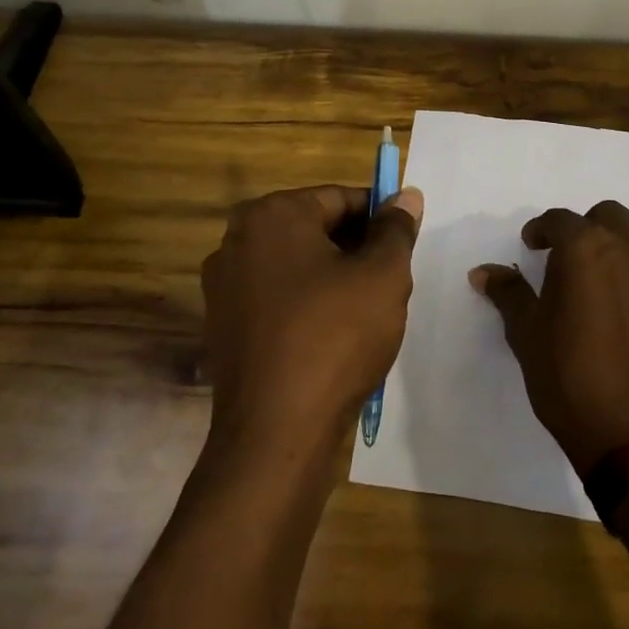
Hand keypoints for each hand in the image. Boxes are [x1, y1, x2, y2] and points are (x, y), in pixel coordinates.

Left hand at [200, 184, 421, 461]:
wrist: (276, 432)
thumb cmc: (335, 337)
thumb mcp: (383, 276)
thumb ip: (396, 229)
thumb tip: (406, 195)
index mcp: (271, 215)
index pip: (339, 198)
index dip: (379, 217)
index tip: (404, 244)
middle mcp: (237, 240)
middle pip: (314, 229)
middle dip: (355, 249)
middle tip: (389, 281)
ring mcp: (223, 285)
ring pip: (296, 265)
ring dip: (333, 278)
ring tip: (366, 312)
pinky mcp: (223, 325)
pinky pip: (276, 298)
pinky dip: (307, 305)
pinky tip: (333, 336)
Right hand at [470, 200, 628, 472]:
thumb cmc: (567, 376)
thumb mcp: (526, 332)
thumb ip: (508, 293)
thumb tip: (483, 272)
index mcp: (586, 249)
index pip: (560, 220)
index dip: (541, 230)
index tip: (531, 246)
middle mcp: (628, 251)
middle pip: (607, 217)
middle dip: (584, 229)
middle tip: (565, 259)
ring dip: (617, 245)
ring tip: (599, 277)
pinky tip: (623, 312)